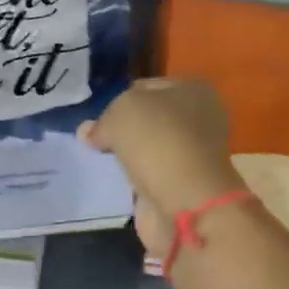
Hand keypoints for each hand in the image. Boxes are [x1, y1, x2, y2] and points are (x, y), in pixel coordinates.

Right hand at [79, 79, 242, 250]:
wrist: (184, 201)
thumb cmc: (157, 140)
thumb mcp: (121, 113)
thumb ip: (102, 121)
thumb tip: (89, 133)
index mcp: (193, 90)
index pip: (146, 87)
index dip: (119, 99)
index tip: (99, 117)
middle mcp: (200, 119)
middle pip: (150, 119)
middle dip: (124, 130)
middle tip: (96, 140)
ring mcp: (194, 155)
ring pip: (150, 149)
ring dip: (129, 156)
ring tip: (100, 161)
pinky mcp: (184, 186)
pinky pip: (150, 176)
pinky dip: (134, 180)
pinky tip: (114, 182)